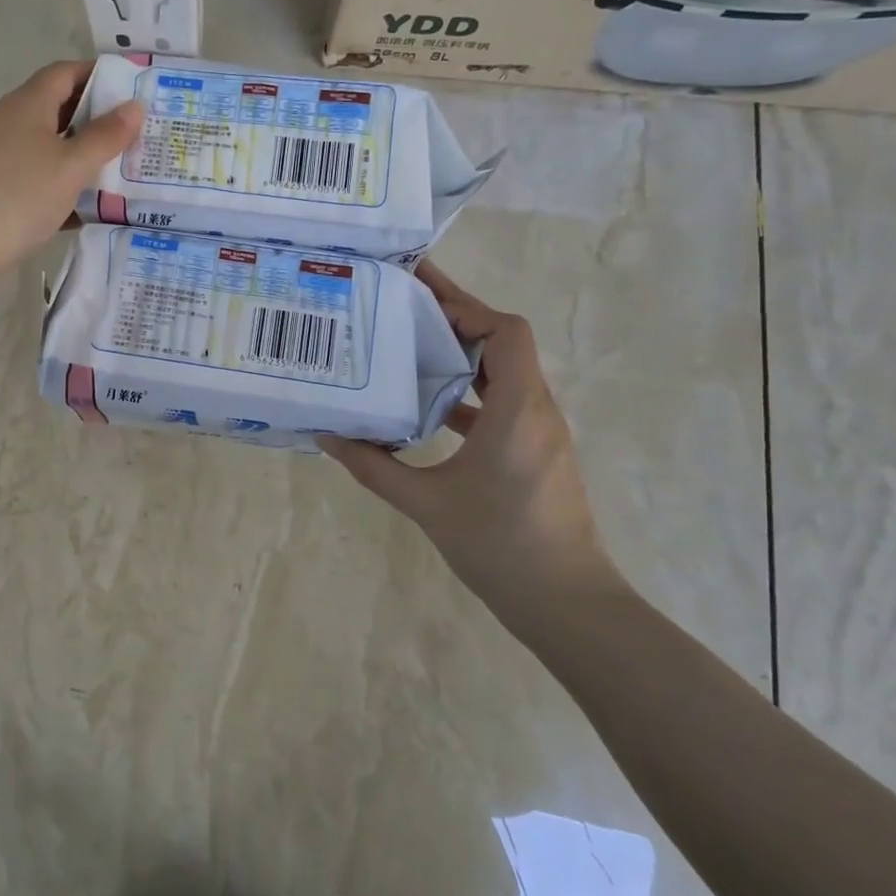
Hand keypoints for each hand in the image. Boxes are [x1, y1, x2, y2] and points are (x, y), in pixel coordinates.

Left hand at [0, 60, 141, 339]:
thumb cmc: (19, 194)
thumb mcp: (72, 164)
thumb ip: (106, 136)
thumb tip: (135, 106)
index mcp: (30, 104)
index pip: (68, 73)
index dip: (101, 76)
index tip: (136, 90)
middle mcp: (16, 123)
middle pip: (64, 111)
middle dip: (101, 121)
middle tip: (142, 135)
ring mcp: (7, 158)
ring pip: (56, 150)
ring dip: (88, 158)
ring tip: (129, 171)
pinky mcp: (4, 191)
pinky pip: (45, 181)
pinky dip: (70, 190)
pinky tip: (97, 209)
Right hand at [318, 263, 628, 637]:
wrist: (568, 604)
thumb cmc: (501, 547)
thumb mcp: (427, 505)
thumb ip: (374, 467)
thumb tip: (327, 436)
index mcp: (517, 410)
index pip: (504, 332)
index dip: (465, 305)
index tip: (420, 291)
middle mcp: (535, 410)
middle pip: (503, 343)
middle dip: (457, 318)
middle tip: (404, 302)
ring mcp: (539, 432)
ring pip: (503, 373)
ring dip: (462, 353)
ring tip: (409, 342)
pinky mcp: (535, 452)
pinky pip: (502, 403)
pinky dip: (468, 392)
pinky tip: (428, 404)